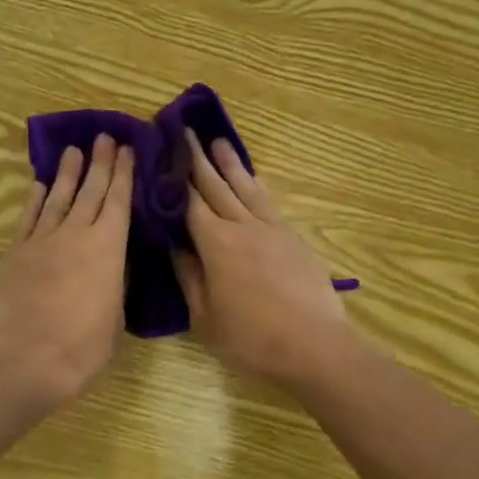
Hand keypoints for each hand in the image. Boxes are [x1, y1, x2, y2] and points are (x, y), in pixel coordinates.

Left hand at [0, 134, 134, 410]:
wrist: (27, 361)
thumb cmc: (83, 347)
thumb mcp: (115, 317)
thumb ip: (115, 284)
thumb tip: (113, 265)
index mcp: (108, 248)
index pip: (119, 201)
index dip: (123, 173)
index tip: (126, 149)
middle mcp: (76, 234)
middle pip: (90, 191)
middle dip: (99, 162)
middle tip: (104, 137)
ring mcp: (42, 240)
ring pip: (58, 197)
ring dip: (67, 173)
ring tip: (73, 150)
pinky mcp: (15, 253)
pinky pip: (28, 218)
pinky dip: (35, 199)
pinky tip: (39, 185)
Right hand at [173, 130, 356, 389]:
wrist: (315, 346)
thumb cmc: (251, 339)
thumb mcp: (205, 317)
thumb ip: (188, 276)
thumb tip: (174, 244)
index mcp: (215, 243)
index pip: (189, 201)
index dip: (174, 177)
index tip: (163, 152)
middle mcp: (242, 226)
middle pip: (216, 185)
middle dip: (198, 158)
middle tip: (185, 132)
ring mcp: (271, 229)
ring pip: (245, 188)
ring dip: (230, 163)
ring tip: (218, 141)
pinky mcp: (292, 238)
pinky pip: (268, 202)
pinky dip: (256, 185)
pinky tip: (254, 178)